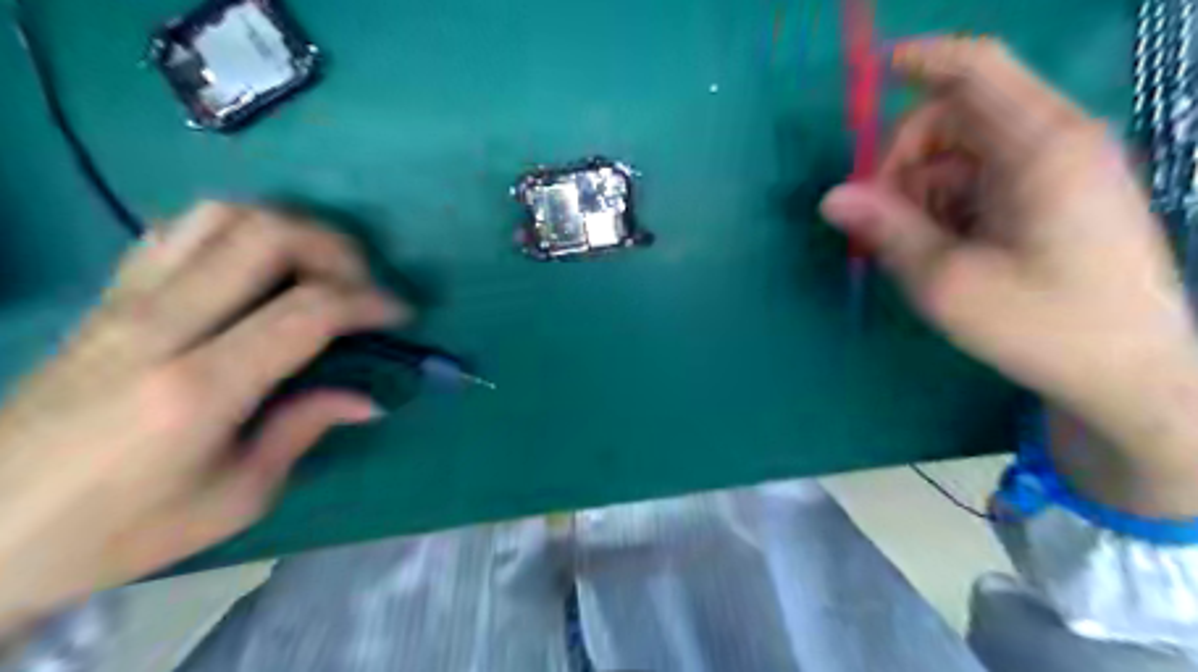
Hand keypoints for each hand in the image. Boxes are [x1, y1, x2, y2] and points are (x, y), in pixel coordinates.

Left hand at [1, 202, 407, 628]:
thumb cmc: (120, 528)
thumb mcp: (236, 497)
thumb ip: (304, 429)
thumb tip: (367, 399)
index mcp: (200, 387)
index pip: (308, 310)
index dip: (369, 302)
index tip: (400, 314)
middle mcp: (162, 325)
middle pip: (267, 236)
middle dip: (337, 249)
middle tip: (364, 284)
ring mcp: (127, 301)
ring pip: (222, 216)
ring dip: (290, 230)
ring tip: (320, 268)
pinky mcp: (109, 295)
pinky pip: (181, 229)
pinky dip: (237, 230)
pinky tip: (259, 265)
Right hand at [819, 40, 1197, 517]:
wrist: (1130, 373)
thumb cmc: (1043, 325)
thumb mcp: (948, 281)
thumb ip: (888, 230)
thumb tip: (831, 198)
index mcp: (1039, 147)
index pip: (975, 69)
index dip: (921, 60)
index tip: (873, 74)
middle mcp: (1053, 144)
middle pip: (954, 118)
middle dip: (902, 160)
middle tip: (878, 219)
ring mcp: (1055, 171)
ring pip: (960, 154)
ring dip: (919, 191)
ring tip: (907, 247)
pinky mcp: (1051, 198)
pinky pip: (979, 181)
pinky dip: (944, 206)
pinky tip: (937, 249)